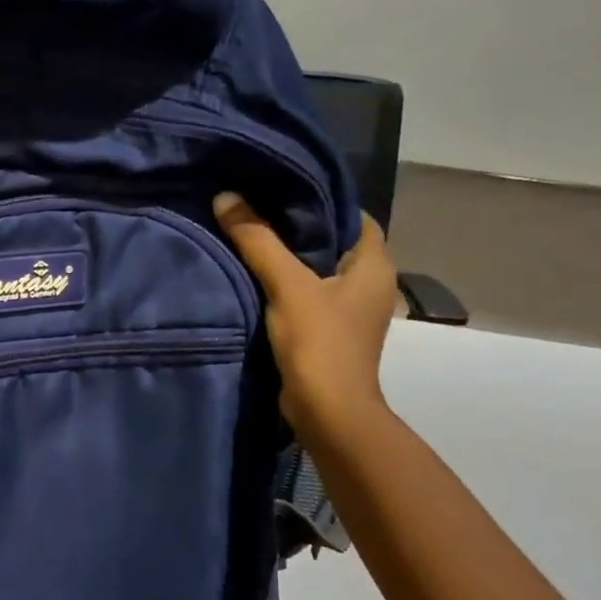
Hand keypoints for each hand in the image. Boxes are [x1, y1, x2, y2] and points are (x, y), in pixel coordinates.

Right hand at [213, 194, 395, 440]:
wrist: (327, 410)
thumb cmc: (319, 342)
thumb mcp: (286, 285)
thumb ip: (257, 240)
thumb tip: (226, 197)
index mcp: (374, 264)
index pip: (352, 215)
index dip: (319, 199)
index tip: (278, 188)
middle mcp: (370, 283)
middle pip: (332, 240)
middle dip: (297, 226)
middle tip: (254, 208)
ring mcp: (351, 309)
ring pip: (318, 269)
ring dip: (288, 257)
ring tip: (248, 237)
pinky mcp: (331, 330)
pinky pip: (308, 293)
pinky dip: (285, 283)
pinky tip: (254, 277)